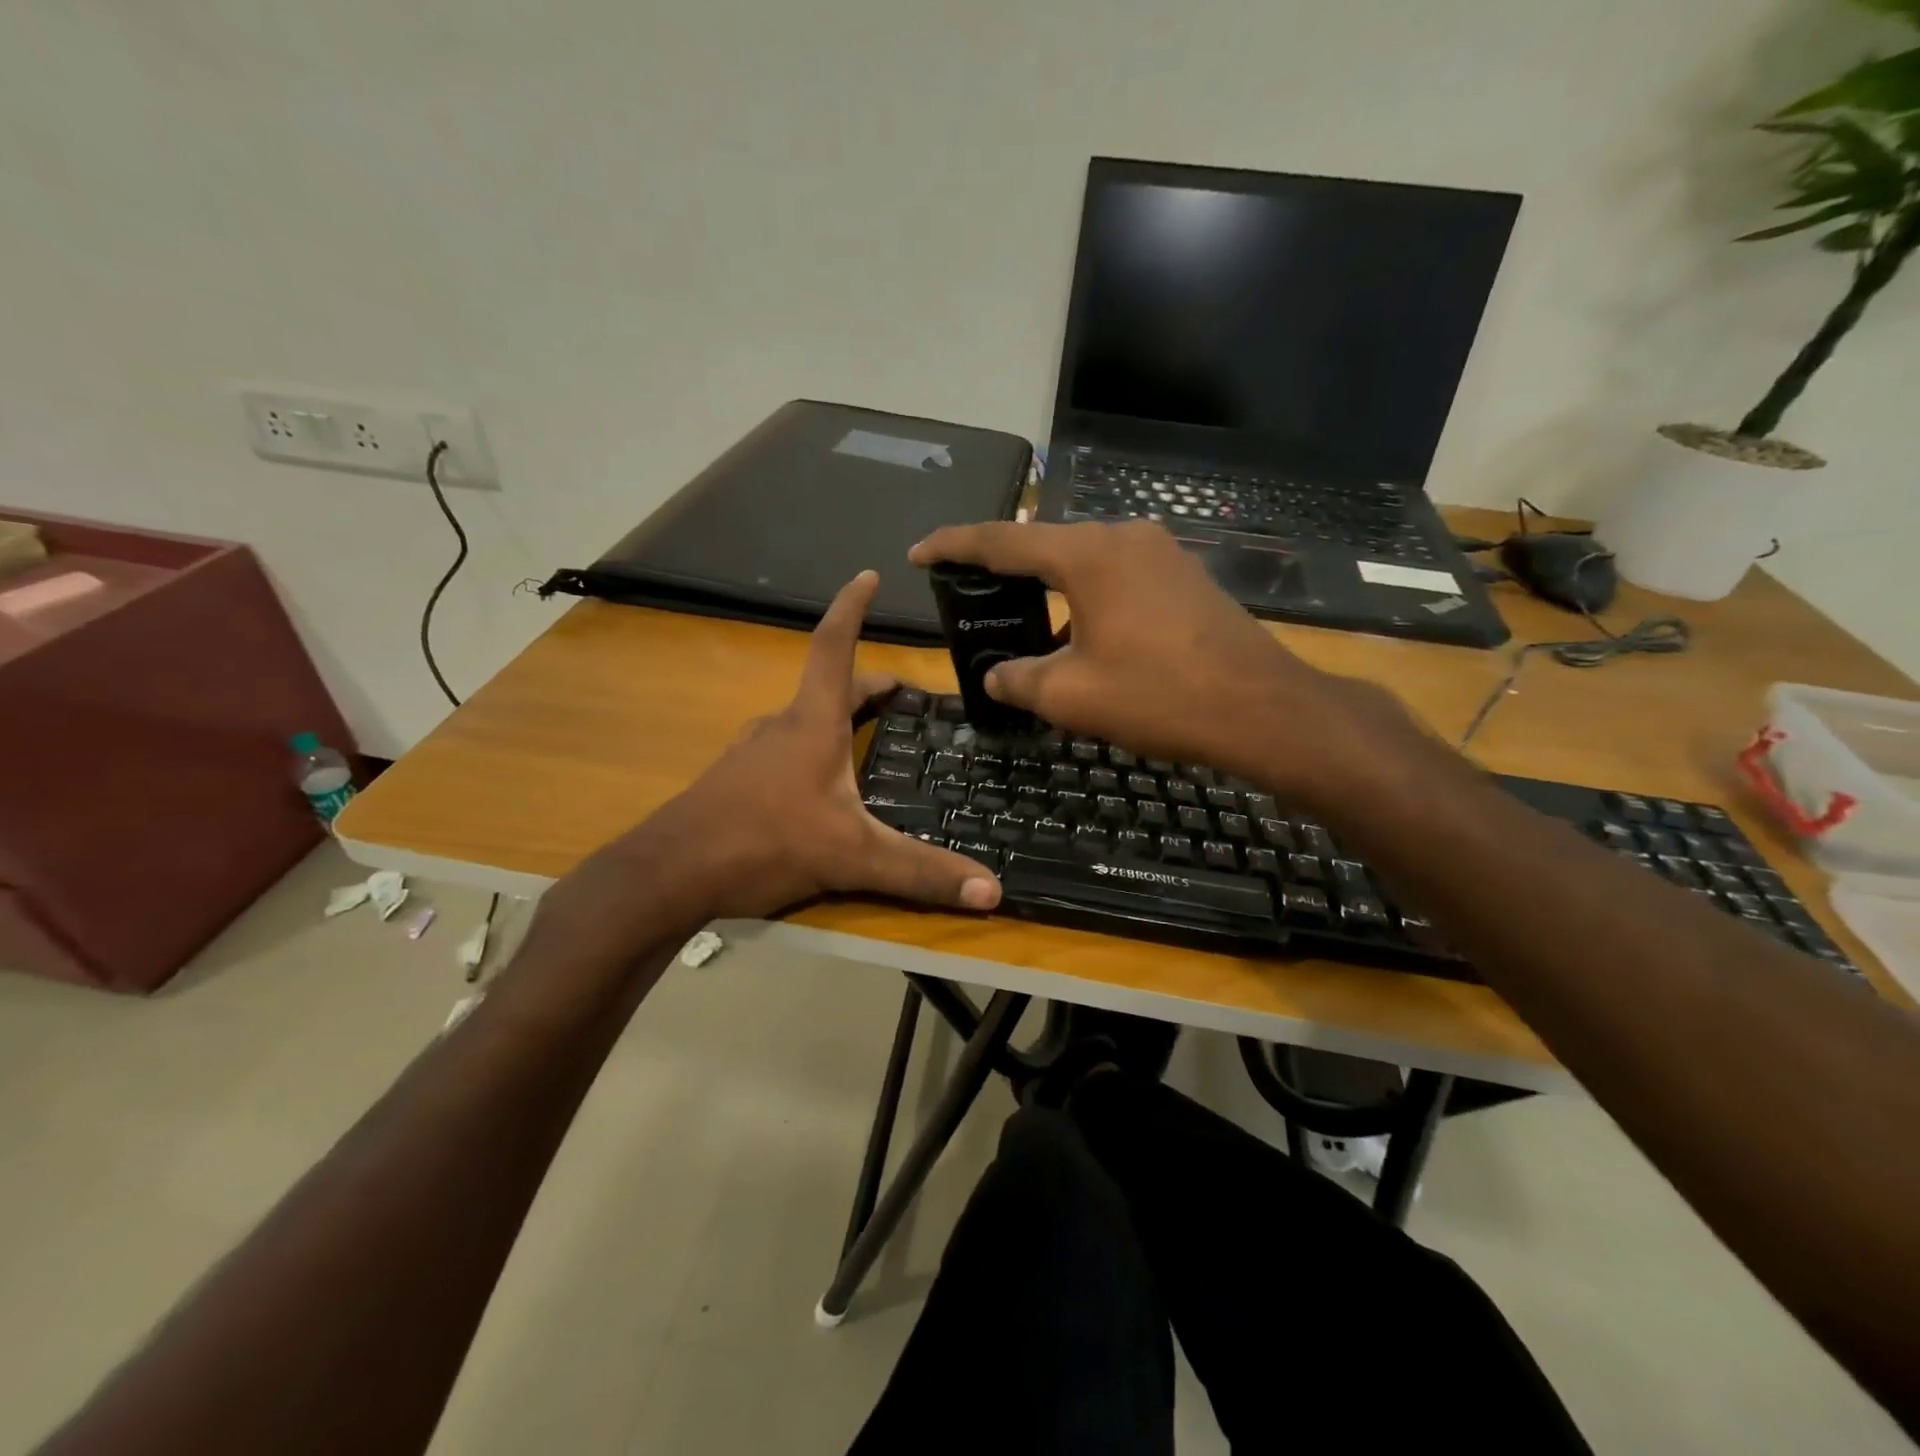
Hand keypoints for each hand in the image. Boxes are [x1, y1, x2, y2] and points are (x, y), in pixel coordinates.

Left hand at [540, 572, 1002, 956]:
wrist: (668, 875)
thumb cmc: (763, 843)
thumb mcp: (851, 858)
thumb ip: (920, 873)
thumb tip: (993, 891)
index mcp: (812, 723)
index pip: (834, 647)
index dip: (852, 608)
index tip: (868, 575)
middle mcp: (781, 727)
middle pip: (828, 687)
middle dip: (866, 684)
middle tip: (901, 694)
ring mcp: (752, 754)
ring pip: (804, 721)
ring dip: (838, 718)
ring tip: (867, 736)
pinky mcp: (736, 782)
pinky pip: (784, 751)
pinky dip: (813, 750)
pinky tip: (822, 787)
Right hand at [909, 520, 1421, 803]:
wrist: (1262, 709)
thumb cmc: (1158, 696)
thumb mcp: (1070, 696)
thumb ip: (1018, 680)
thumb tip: (996, 676)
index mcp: (1087, 554)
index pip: (1002, 541)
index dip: (954, 546)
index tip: (919, 553)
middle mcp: (1124, 538)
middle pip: (1045, 545)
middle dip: (1002, 566)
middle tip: (967, 588)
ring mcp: (1161, 554)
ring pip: (1084, 562)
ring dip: (1049, 588)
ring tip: (1020, 620)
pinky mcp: (1185, 577)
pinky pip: (1117, 578)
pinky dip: (1085, 599)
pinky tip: (1078, 636)